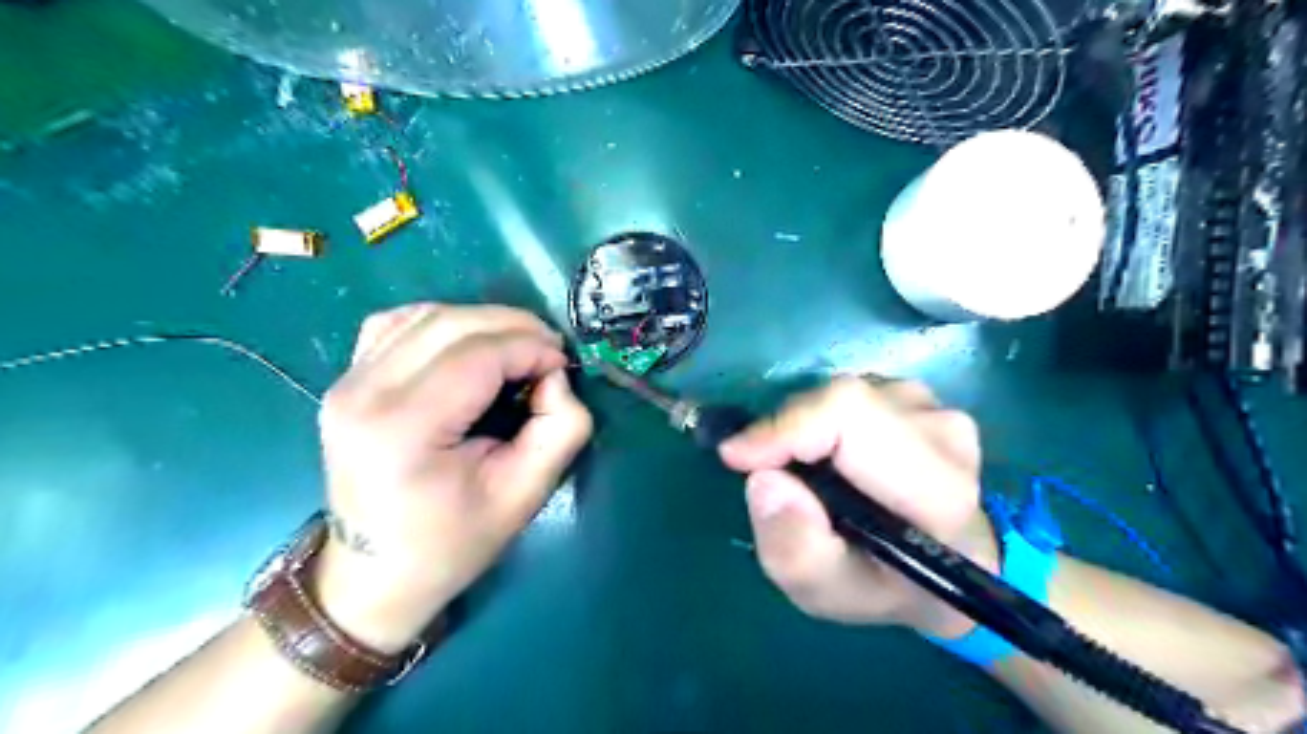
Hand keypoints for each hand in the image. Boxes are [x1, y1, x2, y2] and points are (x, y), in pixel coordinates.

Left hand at [309, 308, 589, 650]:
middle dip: (514, 326)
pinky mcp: (345, 381)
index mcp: (404, 429)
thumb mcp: (526, 494)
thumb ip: (560, 428)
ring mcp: (346, 382)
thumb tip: (555, 376)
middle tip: (549, 351)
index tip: (563, 364)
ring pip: (426, 314)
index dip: (531, 347)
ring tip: (517, 348)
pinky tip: (468, 347)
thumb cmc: (453, 543)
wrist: (374, 575)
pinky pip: (399, 324)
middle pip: (451, 323)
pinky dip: (443, 323)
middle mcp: (363, 393)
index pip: (478, 354)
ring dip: (482, 321)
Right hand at [721, 375, 997, 637]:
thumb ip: (795, 551)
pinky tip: (833, 458)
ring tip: (808, 474)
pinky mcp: (919, 395)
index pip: (850, 417)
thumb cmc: (887, 585)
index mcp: (937, 491)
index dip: (785, 427)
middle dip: (787, 432)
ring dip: (805, 430)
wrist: (949, 561)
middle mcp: (943, 434)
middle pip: (840, 402)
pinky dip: (822, 422)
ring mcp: (935, 407)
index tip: (738, 457)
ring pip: (841, 396)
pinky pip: (849, 396)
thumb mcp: (829, 593)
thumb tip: (763, 480)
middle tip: (764, 471)